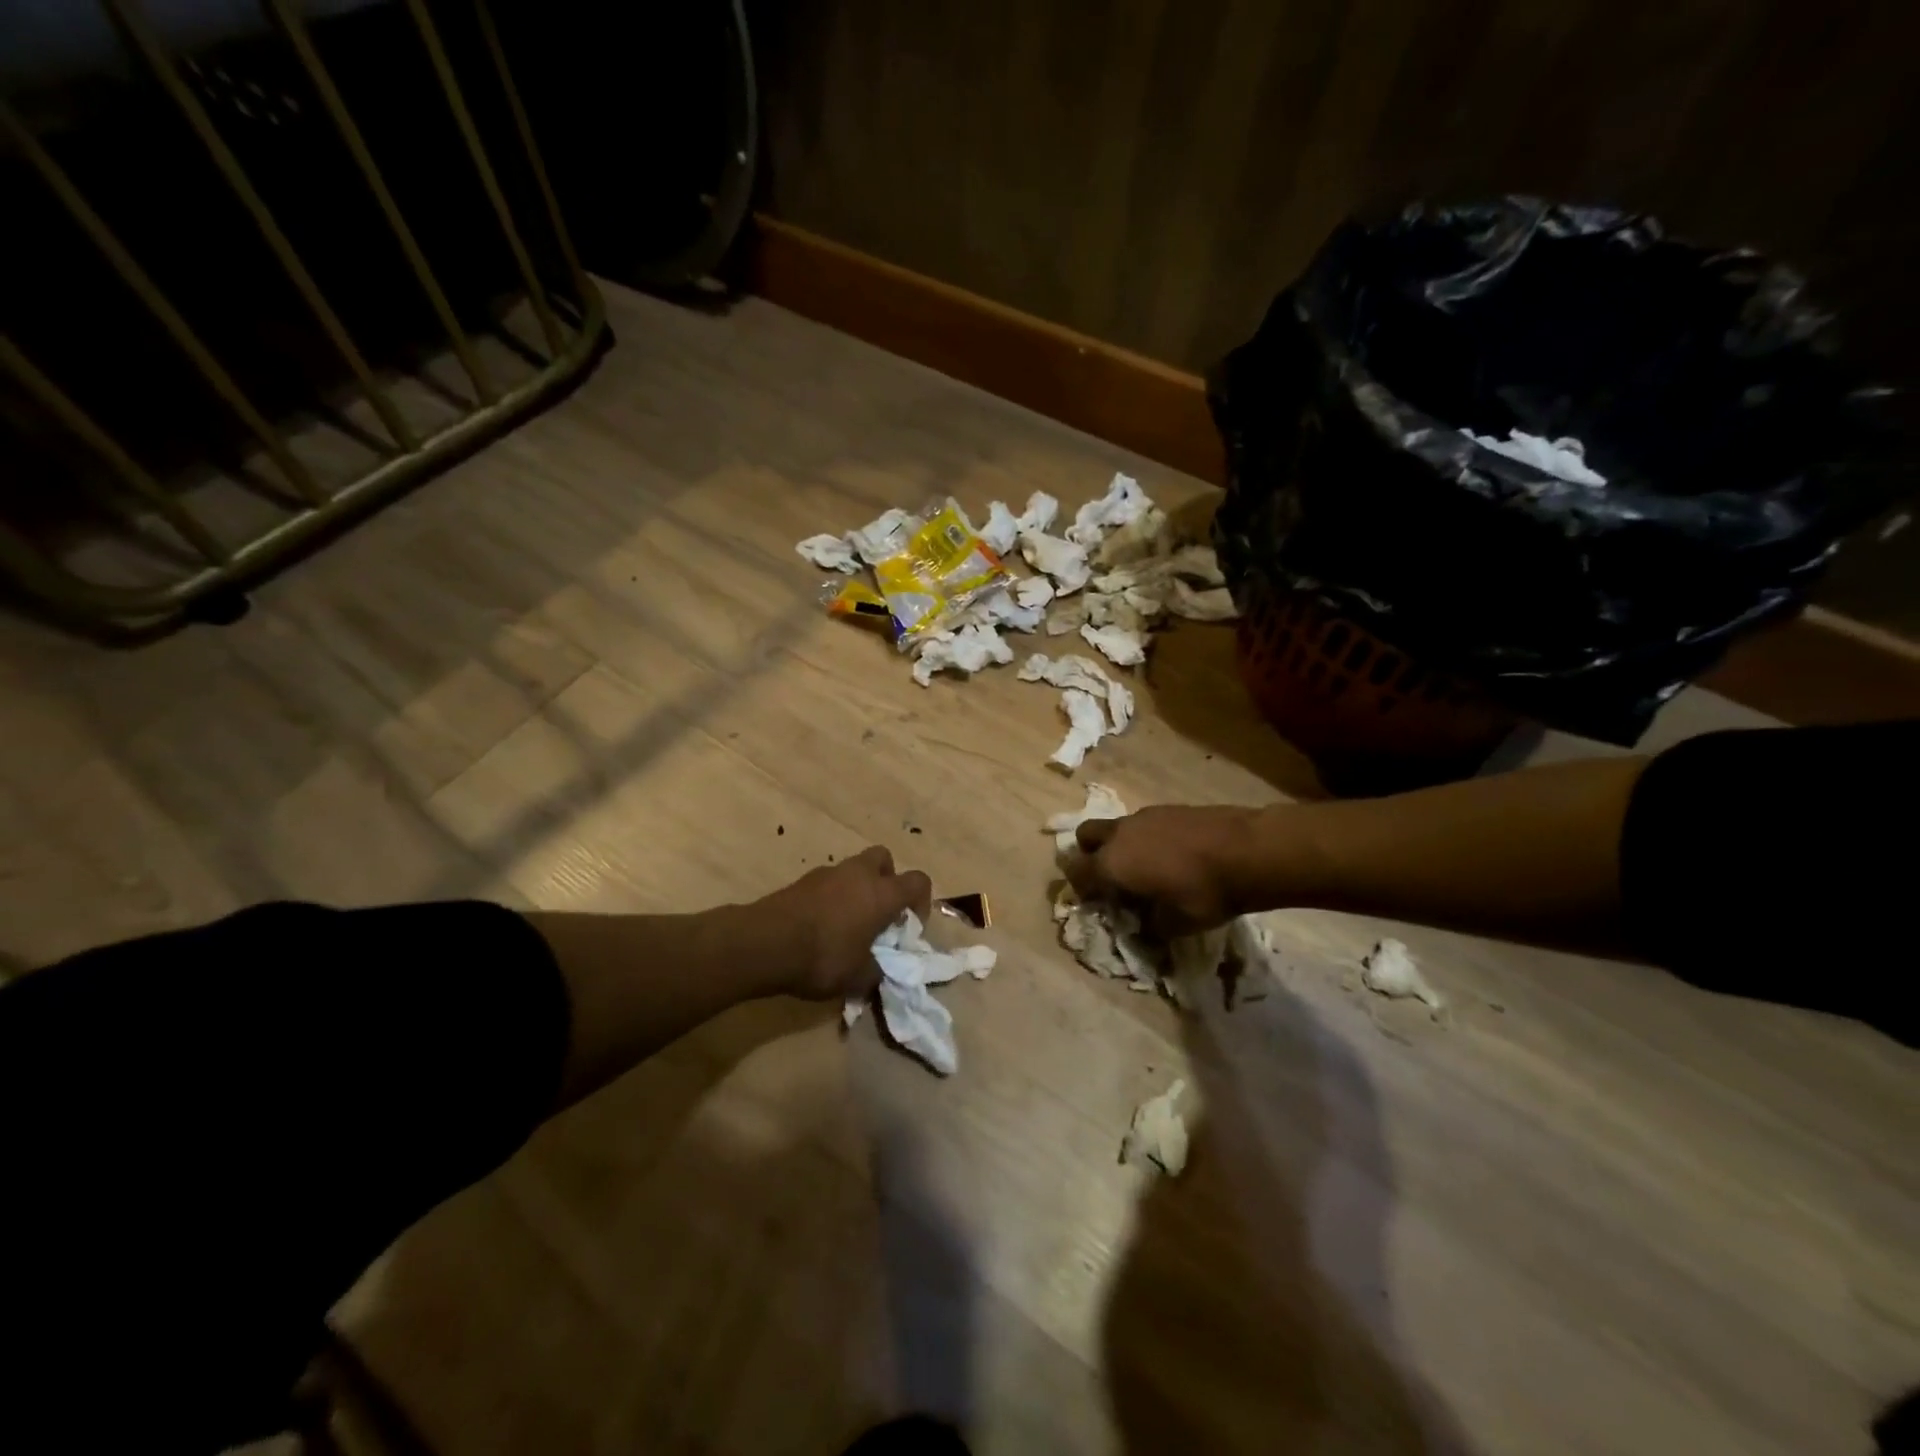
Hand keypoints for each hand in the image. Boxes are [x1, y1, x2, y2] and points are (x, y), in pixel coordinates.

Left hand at [755, 846, 931, 999]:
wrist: (765, 943)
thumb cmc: (823, 957)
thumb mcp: (858, 977)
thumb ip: (877, 972)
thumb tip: (880, 971)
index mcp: (882, 893)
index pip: (918, 880)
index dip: (921, 901)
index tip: (910, 926)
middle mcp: (859, 874)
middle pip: (884, 859)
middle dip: (887, 880)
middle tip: (880, 912)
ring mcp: (828, 873)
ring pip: (853, 870)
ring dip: (857, 890)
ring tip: (847, 925)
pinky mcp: (802, 881)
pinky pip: (828, 883)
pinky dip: (831, 898)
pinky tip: (821, 928)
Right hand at [1068, 806, 1256, 936]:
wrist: (1248, 850)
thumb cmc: (1204, 892)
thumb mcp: (1176, 925)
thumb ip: (1150, 929)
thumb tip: (1143, 931)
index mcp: (1112, 864)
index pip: (1077, 872)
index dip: (1081, 889)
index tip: (1097, 902)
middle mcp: (1120, 835)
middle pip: (1086, 837)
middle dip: (1090, 854)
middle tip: (1112, 877)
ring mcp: (1144, 817)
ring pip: (1117, 828)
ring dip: (1122, 846)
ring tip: (1150, 869)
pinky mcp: (1169, 808)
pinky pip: (1144, 823)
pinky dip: (1148, 838)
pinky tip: (1175, 856)